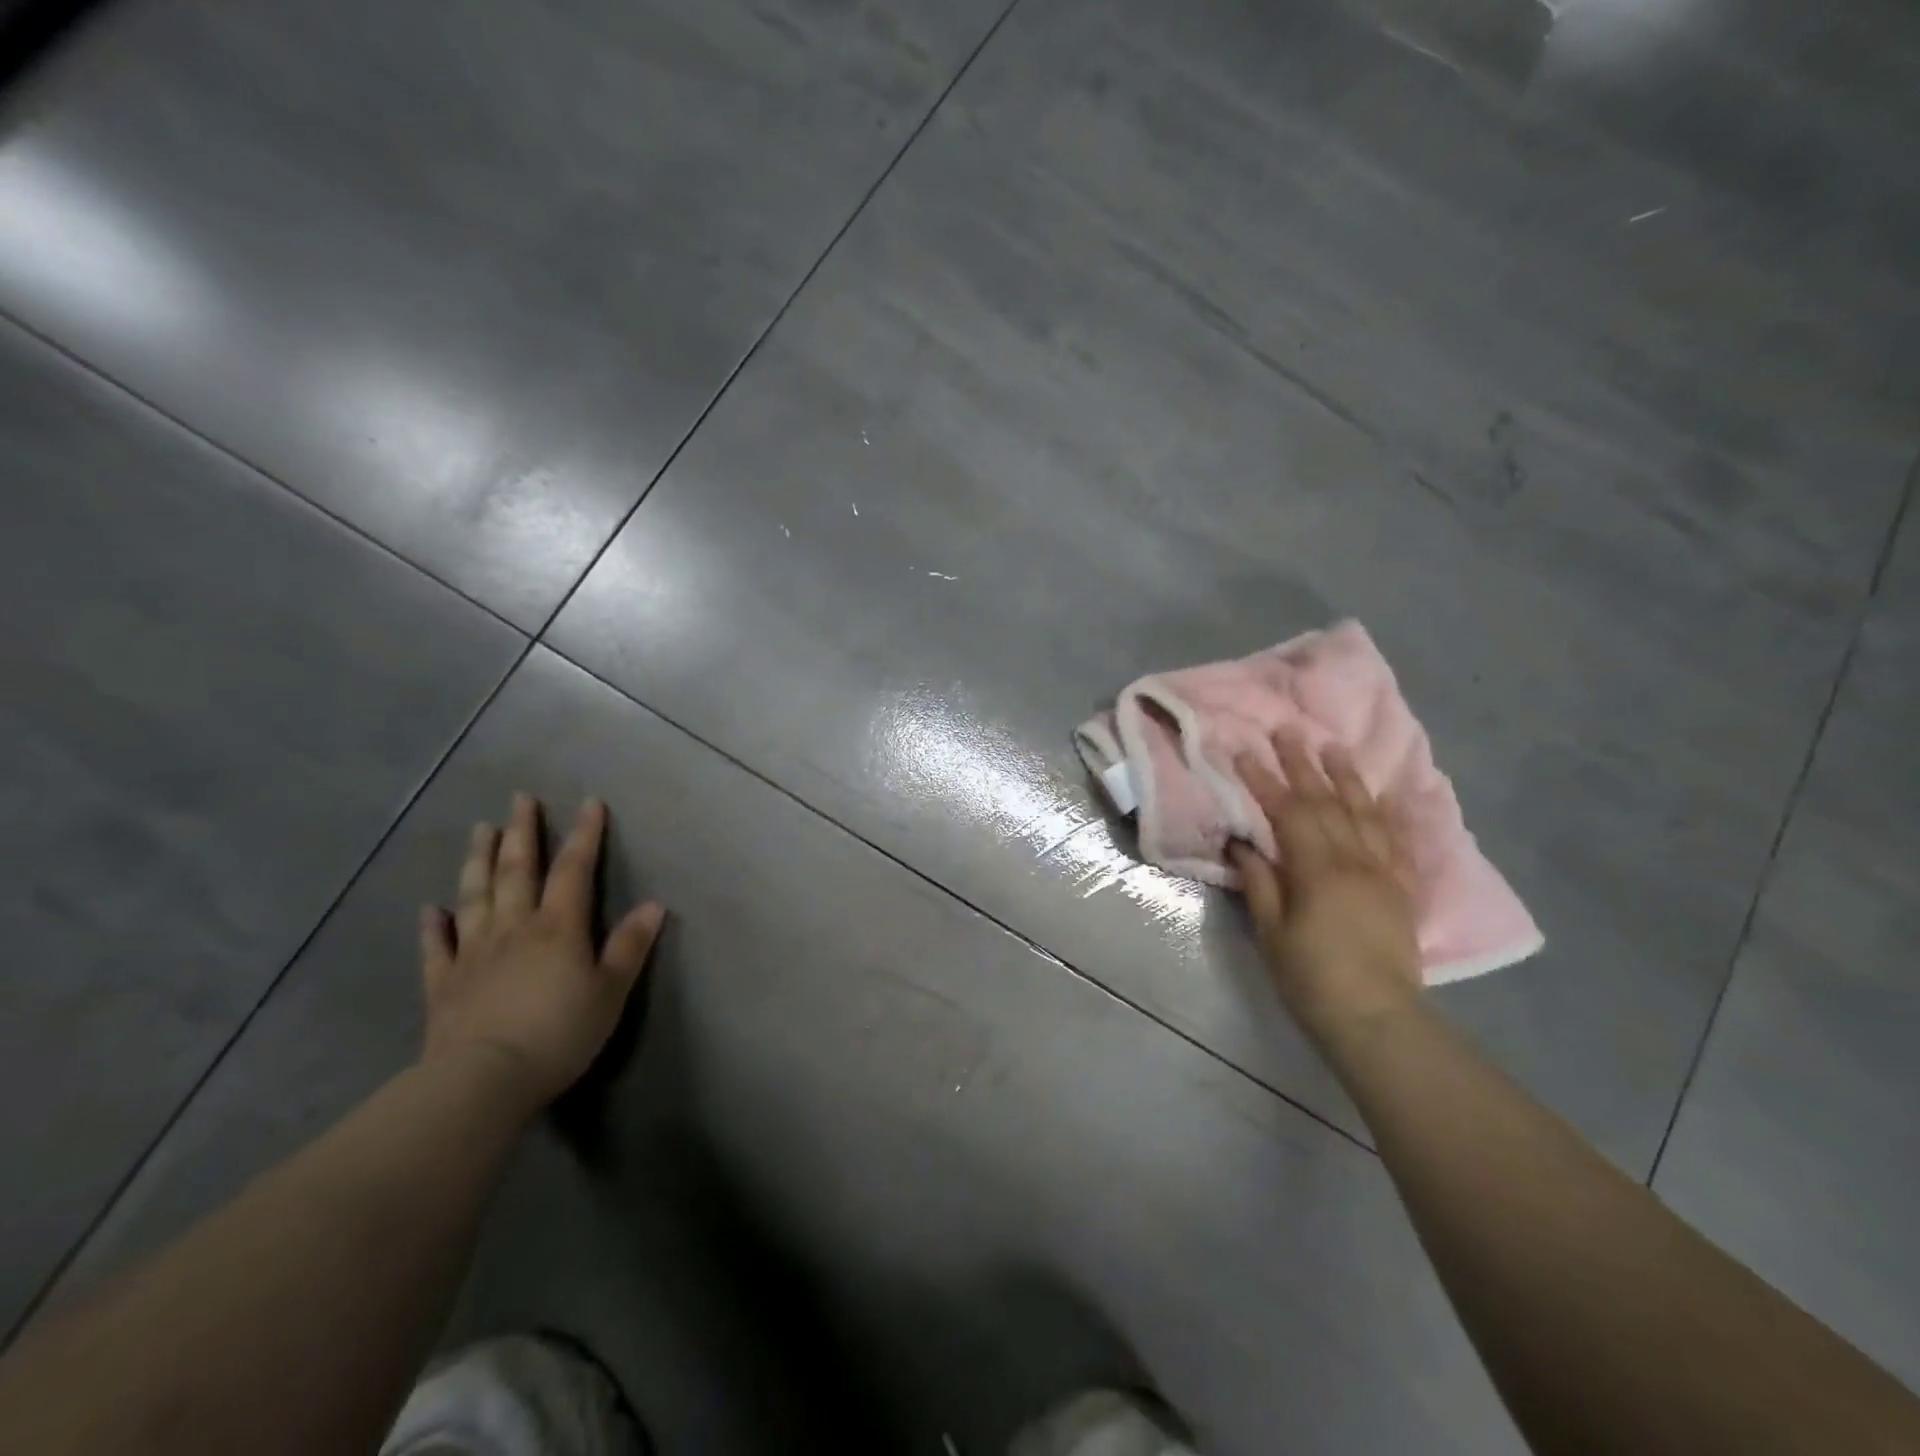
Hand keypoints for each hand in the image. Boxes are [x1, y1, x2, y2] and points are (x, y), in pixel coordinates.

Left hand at [419, 794, 664, 1108]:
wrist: (483, 1081)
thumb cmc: (560, 1033)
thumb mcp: (611, 991)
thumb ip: (630, 946)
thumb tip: (655, 904)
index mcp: (558, 927)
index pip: (574, 870)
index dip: (584, 835)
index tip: (588, 803)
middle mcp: (514, 928)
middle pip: (516, 871)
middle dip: (521, 832)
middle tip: (519, 799)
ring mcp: (473, 953)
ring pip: (475, 896)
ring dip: (478, 860)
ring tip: (481, 830)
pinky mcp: (444, 984)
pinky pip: (436, 947)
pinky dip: (432, 925)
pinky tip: (430, 909)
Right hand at [1228, 732, 1421, 1033]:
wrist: (1376, 1018)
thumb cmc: (1311, 978)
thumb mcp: (1272, 931)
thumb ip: (1260, 881)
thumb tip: (1243, 843)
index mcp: (1319, 870)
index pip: (1289, 812)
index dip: (1264, 780)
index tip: (1244, 752)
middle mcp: (1356, 860)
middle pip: (1327, 802)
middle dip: (1304, 764)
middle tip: (1288, 731)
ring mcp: (1384, 872)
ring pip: (1365, 812)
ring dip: (1346, 776)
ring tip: (1332, 746)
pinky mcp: (1402, 888)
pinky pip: (1396, 839)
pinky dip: (1386, 811)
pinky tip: (1381, 794)